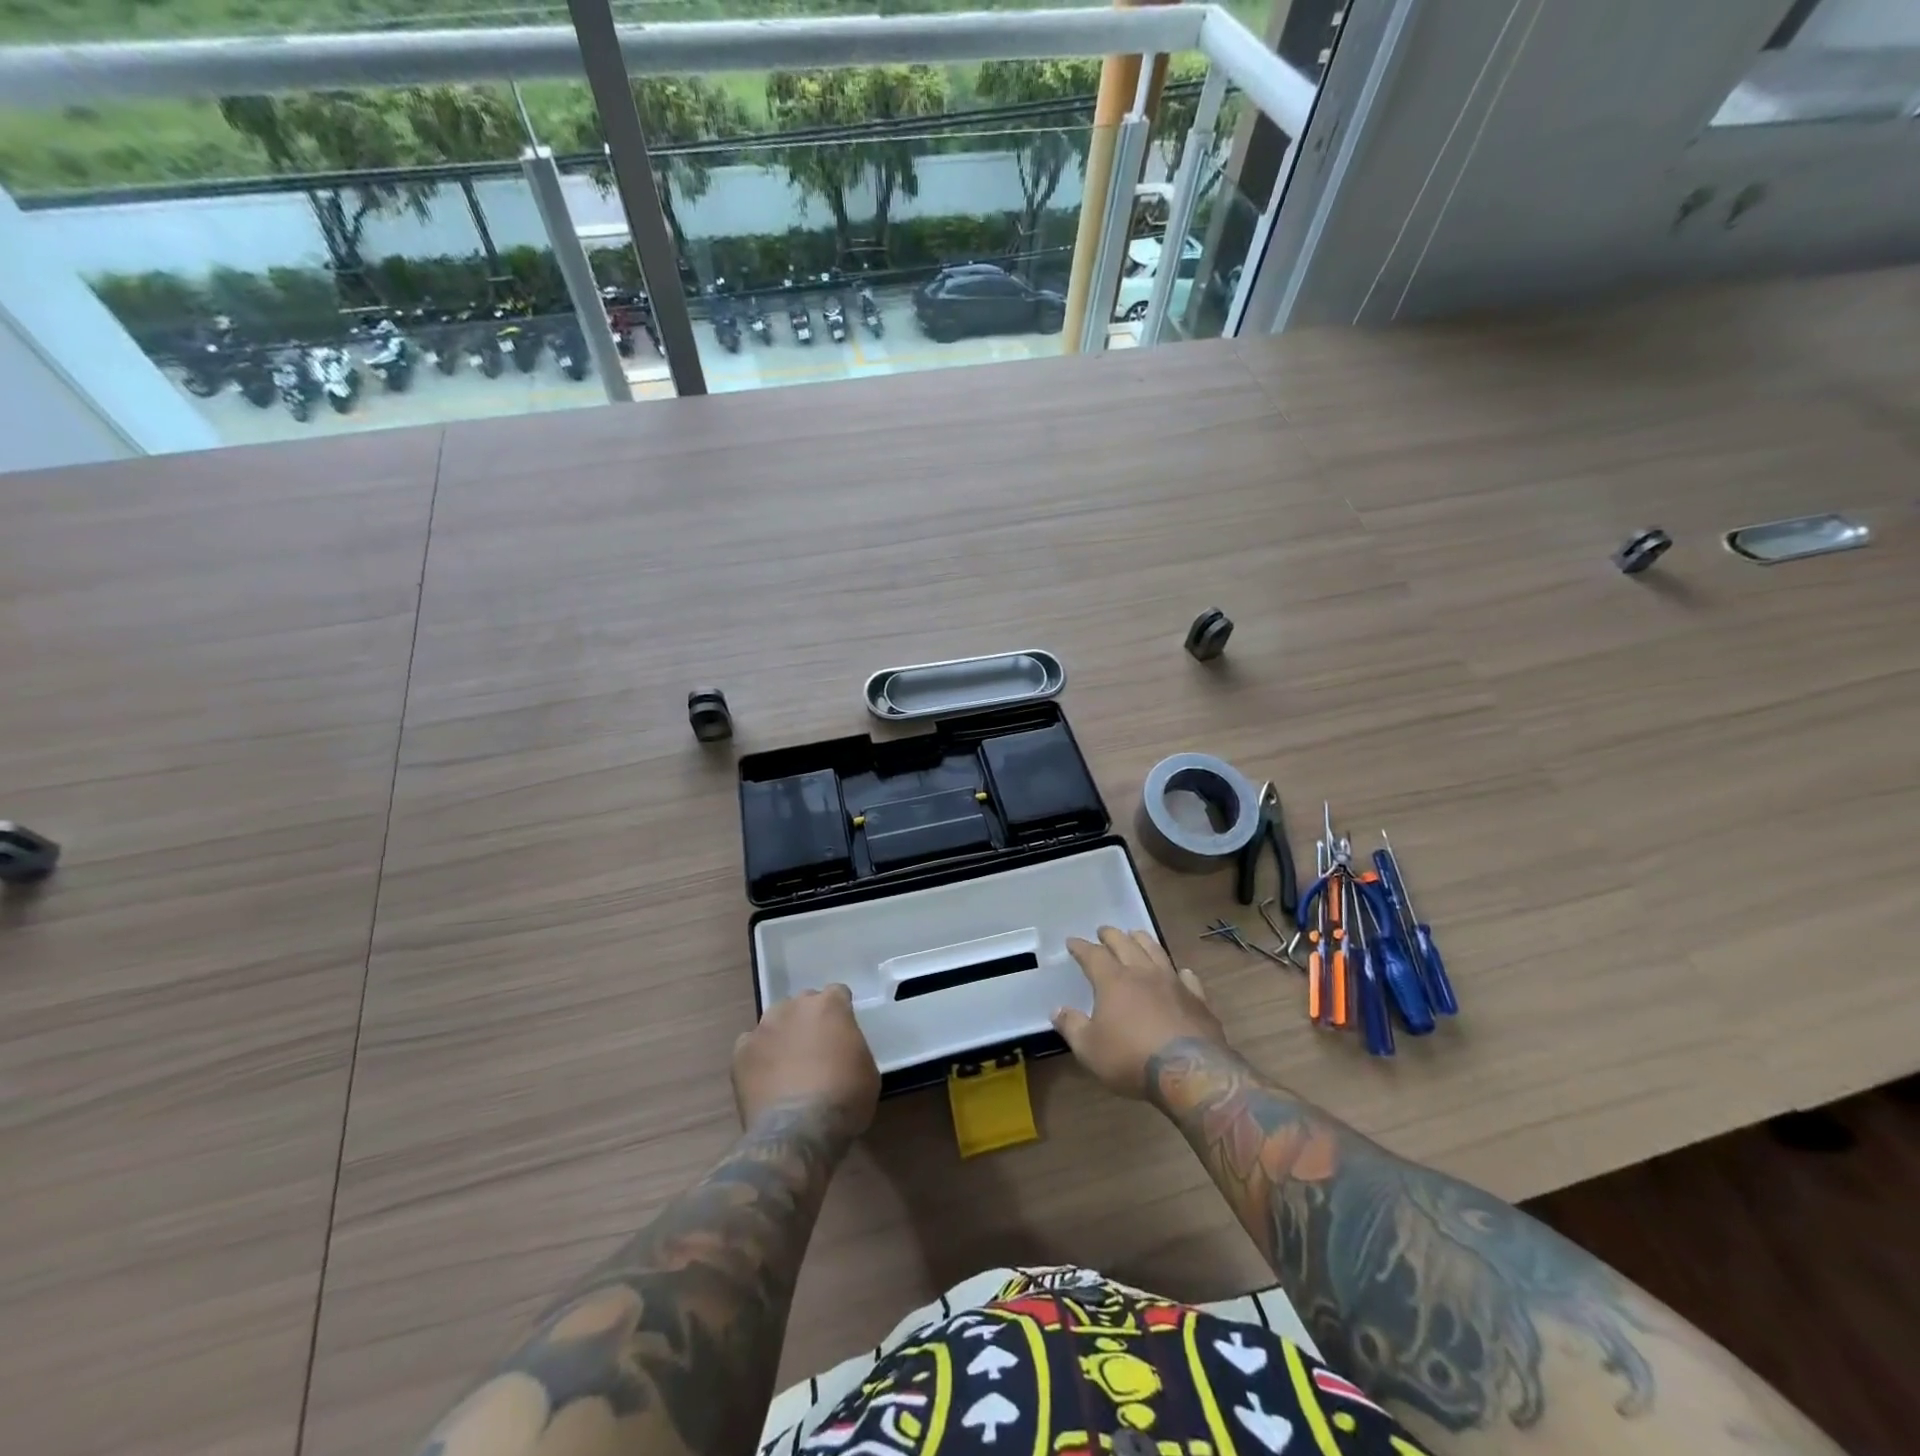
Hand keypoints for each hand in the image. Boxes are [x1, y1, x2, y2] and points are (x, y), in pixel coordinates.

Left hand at [734, 985, 880, 1136]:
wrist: (799, 1130)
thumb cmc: (844, 1098)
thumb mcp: (867, 1069)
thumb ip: (852, 1046)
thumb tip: (841, 1050)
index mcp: (829, 1005)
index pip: (837, 993)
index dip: (840, 1011)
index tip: (842, 1030)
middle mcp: (794, 1007)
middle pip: (802, 1003)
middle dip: (809, 1020)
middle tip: (815, 1048)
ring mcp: (763, 1028)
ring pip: (774, 1022)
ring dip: (782, 1035)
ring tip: (787, 1065)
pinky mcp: (740, 1053)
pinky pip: (750, 1046)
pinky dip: (758, 1058)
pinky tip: (765, 1079)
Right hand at [1053, 927, 1227, 1097]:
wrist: (1190, 1071)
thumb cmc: (1131, 1058)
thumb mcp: (1089, 1048)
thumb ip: (1072, 1026)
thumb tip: (1057, 1010)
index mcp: (1114, 981)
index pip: (1093, 955)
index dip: (1081, 947)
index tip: (1072, 941)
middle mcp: (1143, 973)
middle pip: (1125, 944)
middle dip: (1111, 935)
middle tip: (1103, 931)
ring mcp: (1173, 983)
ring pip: (1156, 951)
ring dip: (1143, 940)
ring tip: (1136, 935)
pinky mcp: (1198, 1000)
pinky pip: (1188, 978)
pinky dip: (1180, 972)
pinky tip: (1180, 972)